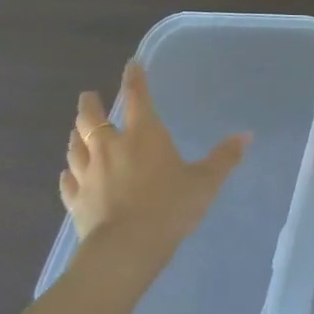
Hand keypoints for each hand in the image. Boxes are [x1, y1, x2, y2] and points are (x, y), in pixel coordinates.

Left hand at [63, 62, 249, 277]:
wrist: (125, 250)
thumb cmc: (170, 207)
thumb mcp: (205, 182)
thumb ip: (224, 158)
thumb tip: (246, 135)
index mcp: (144, 135)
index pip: (136, 98)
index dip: (134, 79)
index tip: (131, 64)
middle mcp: (111, 148)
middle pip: (92, 119)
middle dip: (90, 105)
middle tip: (88, 95)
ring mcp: (88, 175)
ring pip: (75, 147)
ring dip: (76, 135)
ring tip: (76, 130)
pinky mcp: (75, 201)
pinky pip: (67, 182)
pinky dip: (67, 173)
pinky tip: (67, 173)